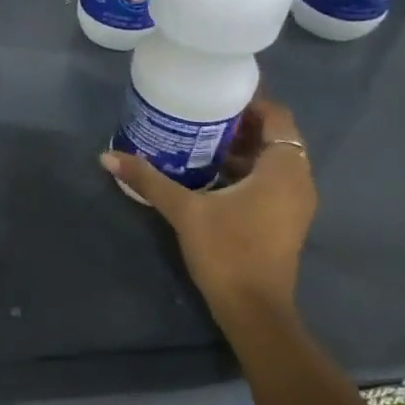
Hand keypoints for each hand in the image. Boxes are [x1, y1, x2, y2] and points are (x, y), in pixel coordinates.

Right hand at [100, 98, 316, 319]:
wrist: (253, 310)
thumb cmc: (228, 251)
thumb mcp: (185, 211)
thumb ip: (149, 180)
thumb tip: (107, 155)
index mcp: (283, 169)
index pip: (276, 116)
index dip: (248, 101)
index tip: (213, 94)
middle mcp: (297, 180)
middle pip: (274, 137)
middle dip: (238, 123)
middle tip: (198, 113)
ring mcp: (293, 203)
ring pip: (270, 161)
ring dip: (239, 149)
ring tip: (197, 138)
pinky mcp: (283, 220)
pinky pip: (268, 181)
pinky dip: (244, 171)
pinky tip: (207, 174)